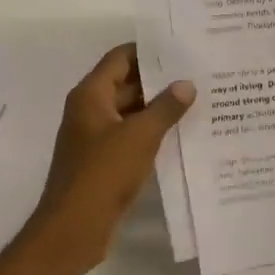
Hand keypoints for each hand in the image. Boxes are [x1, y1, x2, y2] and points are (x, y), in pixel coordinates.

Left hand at [31, 44, 193, 274]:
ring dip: (158, 109)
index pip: (120, 58)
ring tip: (199, 103)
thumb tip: (186, 84)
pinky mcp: (103, 162)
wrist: (74, 227)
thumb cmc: (103, 173)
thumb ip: (165, 108)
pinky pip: (130, 138)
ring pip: (130, 113)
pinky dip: (151, 134)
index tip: (183, 48)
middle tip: (200, 75)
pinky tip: (182, 136)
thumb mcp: (140, 136)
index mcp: (90, 95)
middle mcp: (89, 111)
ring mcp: (95, 138)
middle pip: (126, 84)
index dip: (149, 51)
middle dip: (160, 81)